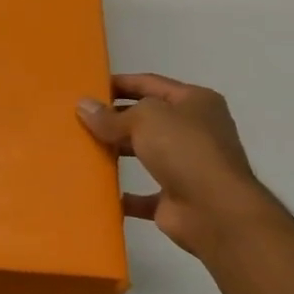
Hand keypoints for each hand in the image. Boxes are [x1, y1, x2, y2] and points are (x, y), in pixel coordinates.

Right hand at [77, 73, 267, 259]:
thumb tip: (83, 106)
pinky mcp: (176, 197)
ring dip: (117, 152)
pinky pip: (143, 194)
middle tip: (79, 118)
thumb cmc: (184, 149)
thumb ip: (112, 115)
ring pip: (144, 153)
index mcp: (195, 102)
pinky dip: (123, 194)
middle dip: (115, 118)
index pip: (151, 83)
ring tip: (82, 148)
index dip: (121, 83)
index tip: (89, 86)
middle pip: (147, 118)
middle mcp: (194, 130)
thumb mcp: (145, 119)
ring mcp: (186, 165)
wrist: (215, 210)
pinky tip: (97, 190)